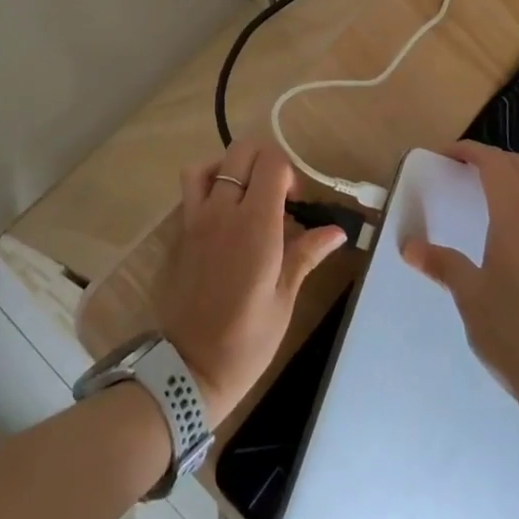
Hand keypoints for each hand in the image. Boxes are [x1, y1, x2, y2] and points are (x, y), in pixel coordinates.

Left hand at [154, 136, 345, 421]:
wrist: (190, 366)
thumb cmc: (247, 339)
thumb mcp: (284, 297)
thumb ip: (306, 253)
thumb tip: (337, 231)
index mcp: (255, 225)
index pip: (271, 163)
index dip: (289, 173)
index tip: (296, 203)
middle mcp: (223, 211)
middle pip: (242, 151)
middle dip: (265, 162)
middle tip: (277, 196)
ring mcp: (197, 218)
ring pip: (210, 164)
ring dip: (232, 168)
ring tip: (247, 195)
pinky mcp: (181, 230)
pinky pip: (192, 187)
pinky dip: (209, 183)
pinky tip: (224, 212)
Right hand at [402, 142, 518, 406]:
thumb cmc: (512, 328)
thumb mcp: (468, 294)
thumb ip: (441, 263)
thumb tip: (408, 246)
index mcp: (516, 214)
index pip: (495, 164)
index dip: (472, 152)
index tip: (448, 154)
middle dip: (497, 161)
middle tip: (470, 172)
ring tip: (509, 192)